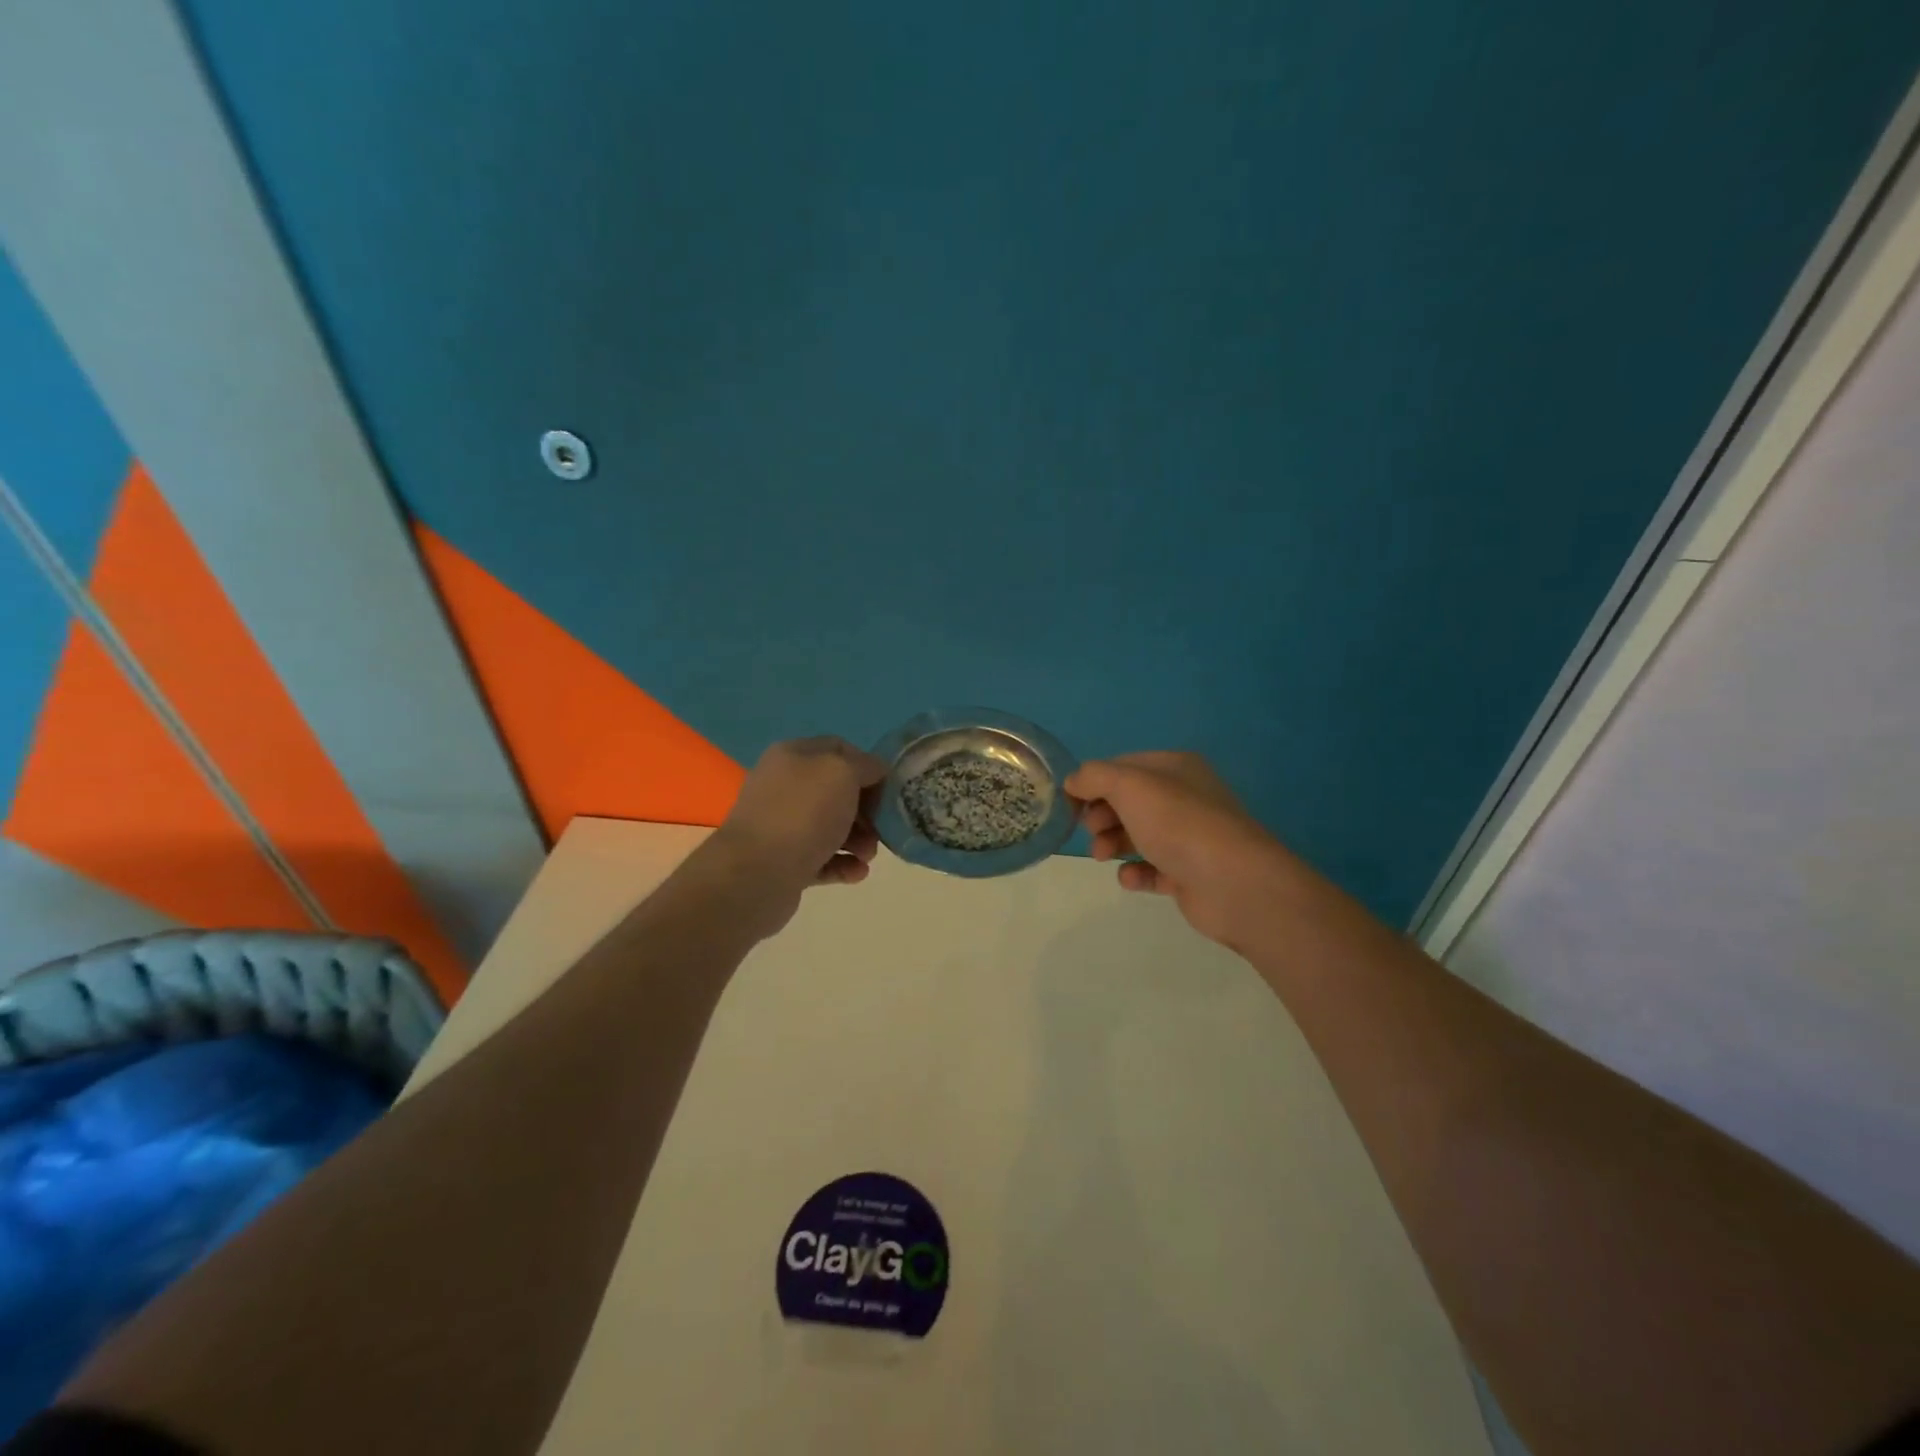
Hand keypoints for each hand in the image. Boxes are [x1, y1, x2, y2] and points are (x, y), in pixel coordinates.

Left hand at [703, 737, 887, 935]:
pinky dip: (843, 864)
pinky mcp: (784, 862)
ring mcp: (782, 826)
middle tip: (881, 827)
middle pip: (838, 791)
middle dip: (866, 809)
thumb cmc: (802, 814)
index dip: (868, 765)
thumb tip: (875, 771)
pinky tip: (857, 872)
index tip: (889, 788)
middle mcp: (784, 786)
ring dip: (859, 840)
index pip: (839, 749)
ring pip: (832, 827)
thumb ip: (865, 766)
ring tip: (867, 856)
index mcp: (793, 755)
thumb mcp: (842, 773)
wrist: (755, 874)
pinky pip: (822, 858)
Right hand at [1066, 751, 1285, 947]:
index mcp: (1175, 768)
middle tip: (1090, 830)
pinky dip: (1135, 873)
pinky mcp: (1189, 874)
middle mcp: (1184, 798)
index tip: (1070, 803)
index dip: (1093, 782)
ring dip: (1111, 843)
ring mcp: (1189, 837)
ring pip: (1137, 835)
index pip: (1122, 767)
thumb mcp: (1129, 786)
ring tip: (1102, 856)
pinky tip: (1130, 878)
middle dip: (1101, 815)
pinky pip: (1152, 869)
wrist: (1234, 883)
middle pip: (1128, 802)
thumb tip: (1073, 782)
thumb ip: (1093, 777)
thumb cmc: (1178, 823)